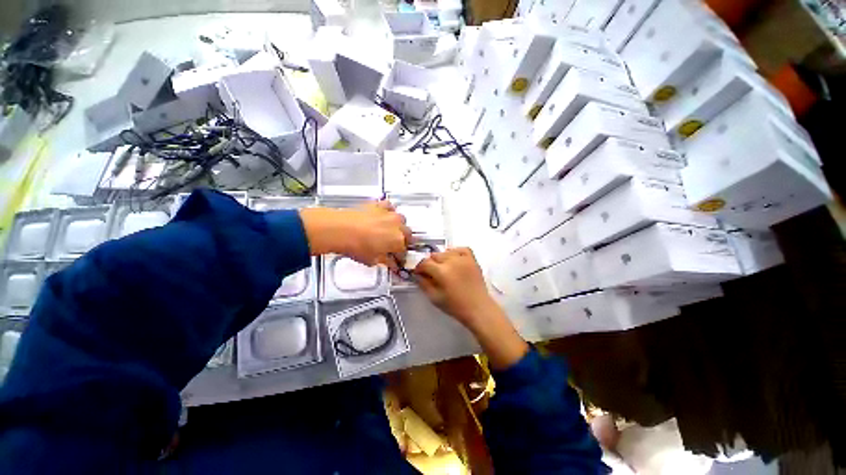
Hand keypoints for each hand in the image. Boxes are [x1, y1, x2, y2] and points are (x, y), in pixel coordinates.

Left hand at [300, 201, 411, 267]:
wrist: (339, 229)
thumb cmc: (354, 244)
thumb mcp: (372, 260)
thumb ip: (386, 261)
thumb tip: (390, 263)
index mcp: (398, 241)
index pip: (404, 251)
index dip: (400, 257)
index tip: (396, 259)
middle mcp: (397, 225)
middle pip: (407, 234)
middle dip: (403, 241)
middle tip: (394, 246)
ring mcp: (388, 214)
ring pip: (401, 219)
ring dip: (398, 226)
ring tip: (390, 231)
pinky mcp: (379, 205)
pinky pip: (390, 206)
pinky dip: (389, 211)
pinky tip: (384, 216)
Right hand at [415, 247, 528, 369]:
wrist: (478, 308)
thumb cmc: (455, 306)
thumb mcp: (434, 298)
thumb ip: (424, 284)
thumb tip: (418, 275)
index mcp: (441, 271)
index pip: (424, 263)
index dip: (419, 268)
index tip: (419, 273)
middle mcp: (452, 261)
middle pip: (434, 255)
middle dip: (430, 263)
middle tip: (432, 273)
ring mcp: (463, 259)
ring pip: (446, 252)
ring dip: (442, 258)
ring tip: (444, 268)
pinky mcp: (472, 259)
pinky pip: (461, 249)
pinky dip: (455, 252)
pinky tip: (454, 259)